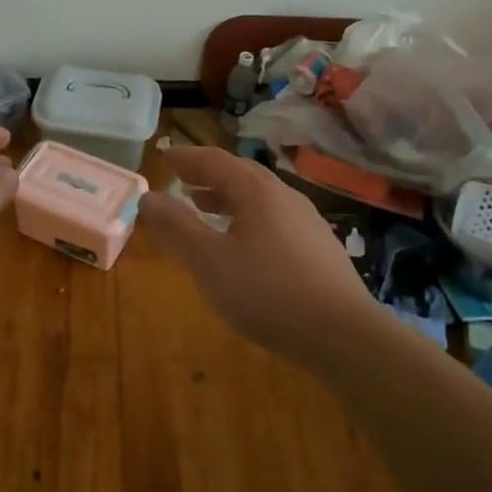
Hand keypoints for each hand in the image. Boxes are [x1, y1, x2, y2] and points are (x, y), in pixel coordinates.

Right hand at [138, 146, 378, 361]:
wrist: (344, 335)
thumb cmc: (267, 292)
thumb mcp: (208, 261)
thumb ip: (176, 226)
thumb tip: (147, 197)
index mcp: (257, 191)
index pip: (215, 160)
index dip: (187, 157)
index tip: (164, 156)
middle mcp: (284, 196)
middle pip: (241, 174)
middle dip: (208, 175)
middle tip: (182, 180)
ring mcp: (307, 222)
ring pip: (260, 198)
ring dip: (228, 197)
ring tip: (205, 208)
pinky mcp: (319, 249)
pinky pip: (274, 219)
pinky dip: (248, 218)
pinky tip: (243, 246)